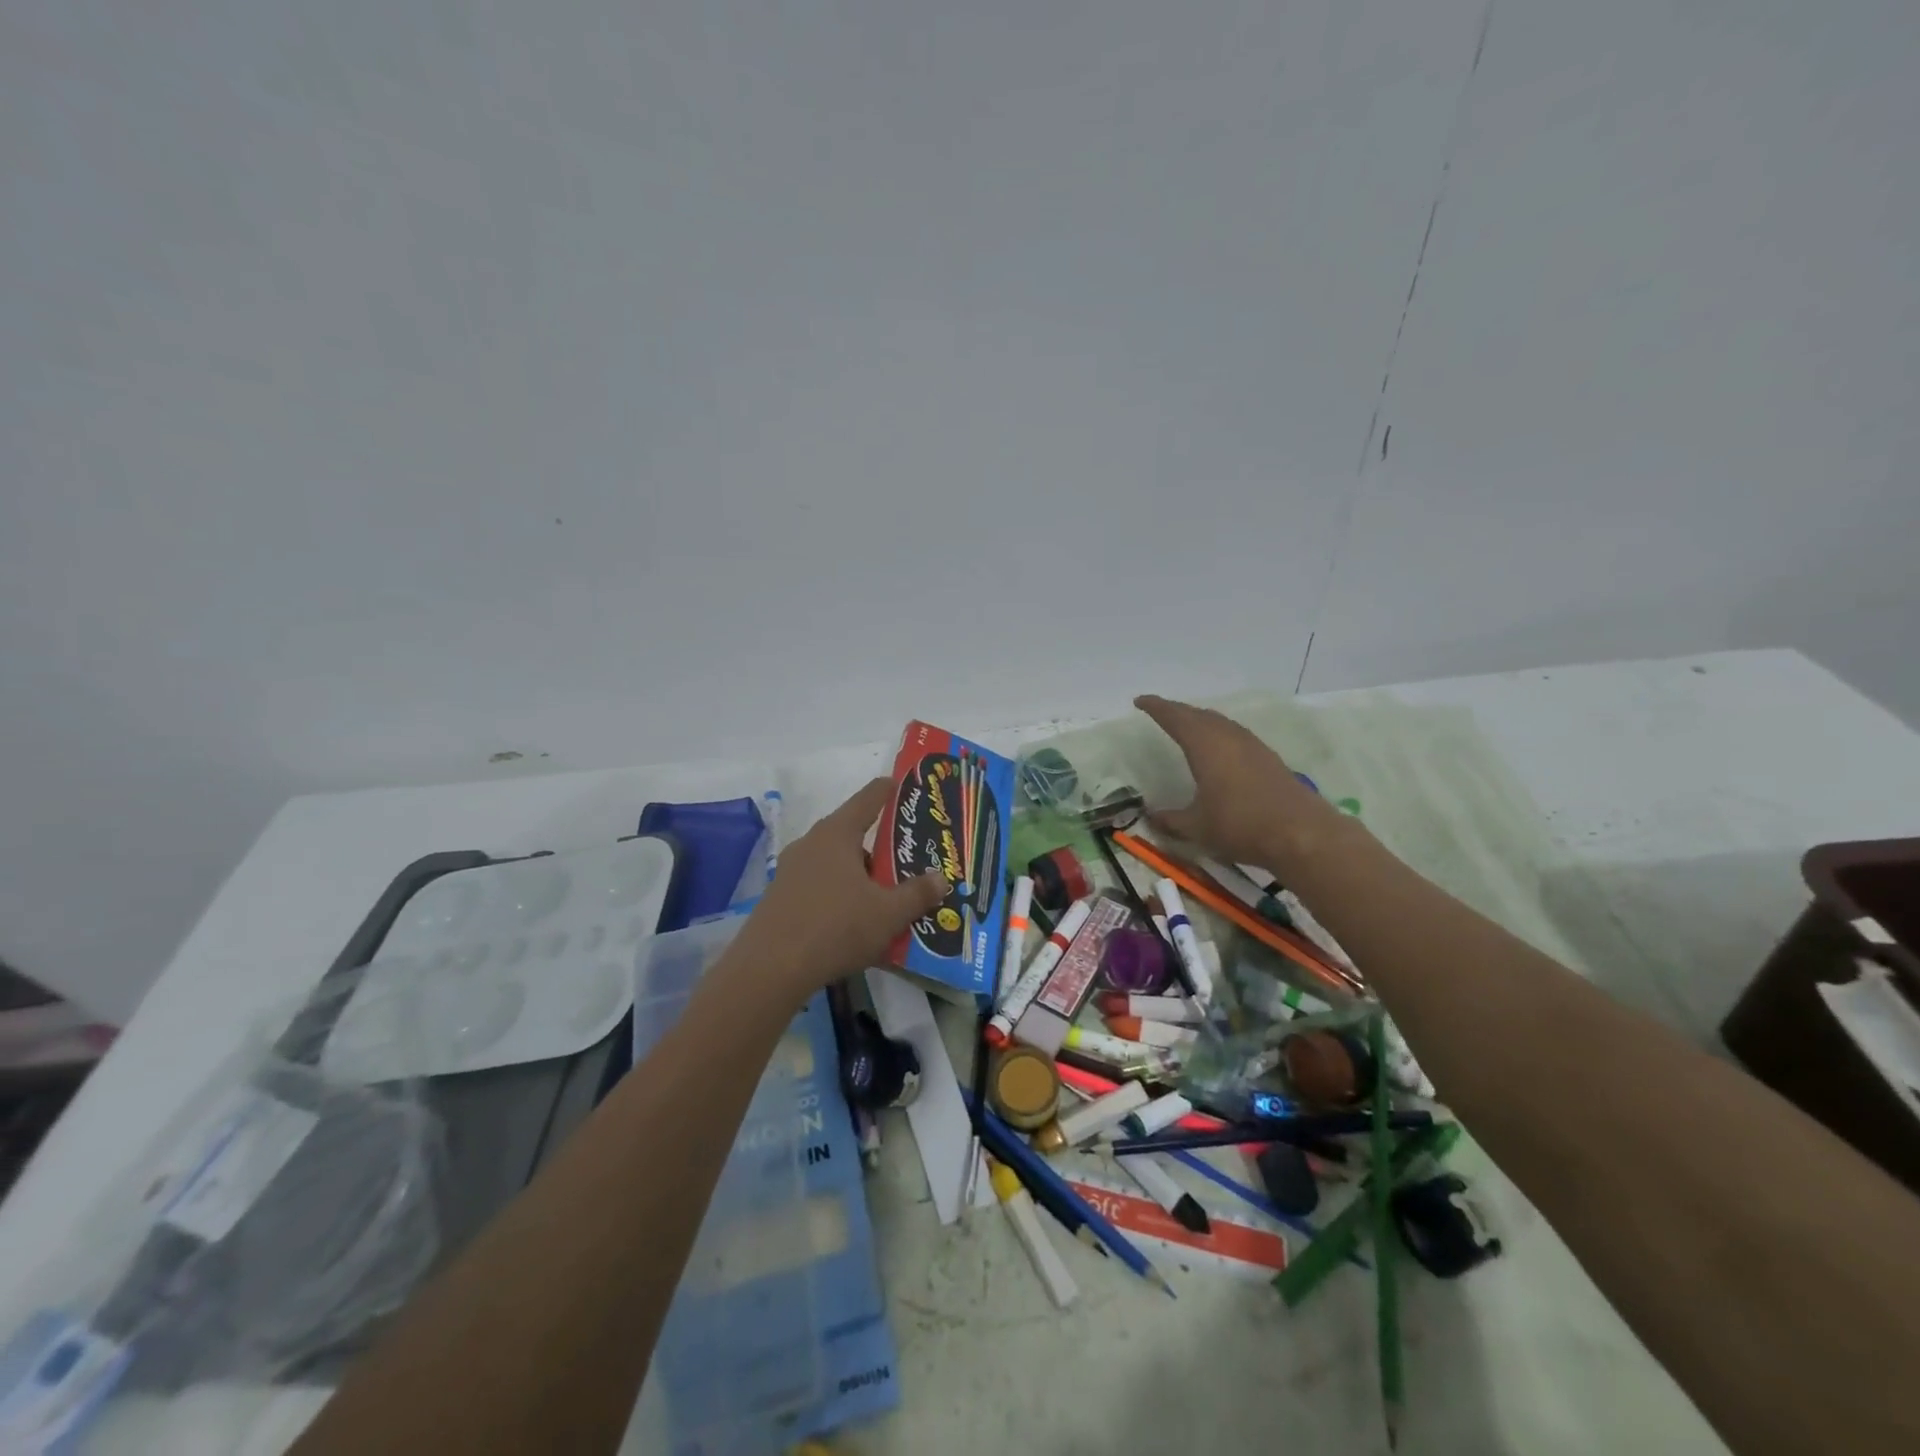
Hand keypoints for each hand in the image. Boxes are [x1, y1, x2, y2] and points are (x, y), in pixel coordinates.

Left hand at [731, 779, 947, 1000]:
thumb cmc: (836, 928)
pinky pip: (819, 885)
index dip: (888, 790)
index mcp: (837, 834)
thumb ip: (917, 894)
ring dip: (859, 873)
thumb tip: (941, 878)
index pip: (868, 798)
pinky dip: (839, 893)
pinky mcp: (780, 897)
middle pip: (851, 832)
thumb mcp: (888, 914)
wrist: (770, 970)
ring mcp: (791, 870)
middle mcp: (811, 843)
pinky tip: (853, 920)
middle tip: (906, 857)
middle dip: (879, 844)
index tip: (903, 785)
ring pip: (834, 862)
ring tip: (884, 894)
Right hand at [1134, 694, 1340, 872]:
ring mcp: (1252, 746)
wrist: (1301, 834)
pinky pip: (1235, 734)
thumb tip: (1151, 817)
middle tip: (1160, 712)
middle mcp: (1229, 738)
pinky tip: (1220, 747)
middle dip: (1177, 711)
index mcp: (1206, 747)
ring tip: (1187, 725)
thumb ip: (1171, 820)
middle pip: (1199, 715)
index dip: (1156, 708)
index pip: (1175, 718)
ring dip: (1200, 720)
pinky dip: (1219, 732)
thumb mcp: (1197, 828)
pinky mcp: (1268, 759)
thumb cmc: (1241, 826)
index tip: (1140, 701)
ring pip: (1220, 722)